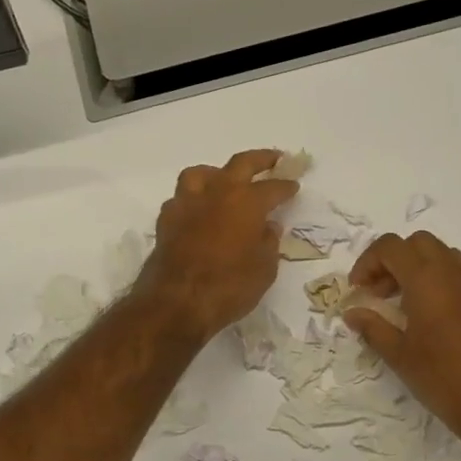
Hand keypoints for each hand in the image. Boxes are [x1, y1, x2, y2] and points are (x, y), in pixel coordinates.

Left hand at [136, 149, 298, 342]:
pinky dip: (193, 199)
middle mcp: (216, 193)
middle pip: (240, 164)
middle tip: (273, 158)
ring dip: (217, 173)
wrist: (176, 302)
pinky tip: (198, 210)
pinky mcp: (166, 219)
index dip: (285, 187)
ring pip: (201, 173)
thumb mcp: (264, 270)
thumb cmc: (229, 287)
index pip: (272, 188)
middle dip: (260, 159)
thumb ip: (268, 243)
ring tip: (224, 181)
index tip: (294, 185)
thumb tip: (268, 226)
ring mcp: (187, 203)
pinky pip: (182, 198)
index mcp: (247, 202)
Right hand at [344, 231, 460, 452]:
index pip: (391, 247)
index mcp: (428, 279)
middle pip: (418, 243)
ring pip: (443, 256)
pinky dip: (439, 283)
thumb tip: (353, 313)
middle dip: (393, 260)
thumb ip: (373, 328)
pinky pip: (460, 276)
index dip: (368, 262)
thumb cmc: (445, 379)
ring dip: (417, 269)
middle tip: (380, 293)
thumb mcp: (400, 356)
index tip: (358, 290)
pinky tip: (431, 320)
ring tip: (403, 305)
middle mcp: (455, 273)